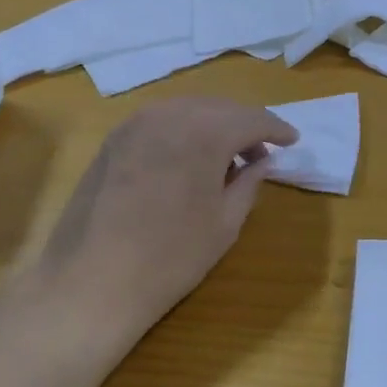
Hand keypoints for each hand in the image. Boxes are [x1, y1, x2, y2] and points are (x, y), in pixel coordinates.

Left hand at [37, 97, 297, 336]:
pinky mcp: (113, 139)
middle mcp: (170, 114)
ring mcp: (135, 123)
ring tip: (224, 159)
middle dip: (244, 125)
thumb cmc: (171, 256)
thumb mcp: (225, 223)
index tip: (293, 141)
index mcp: (205, 132)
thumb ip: (250, 183)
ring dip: (212, 126)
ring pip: (187, 110)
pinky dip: (182, 131)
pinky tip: (186, 160)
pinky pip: (159, 122)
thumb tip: (263, 161)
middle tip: (260, 153)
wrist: (93, 279)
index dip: (276, 129)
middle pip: (219, 108)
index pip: (252, 119)